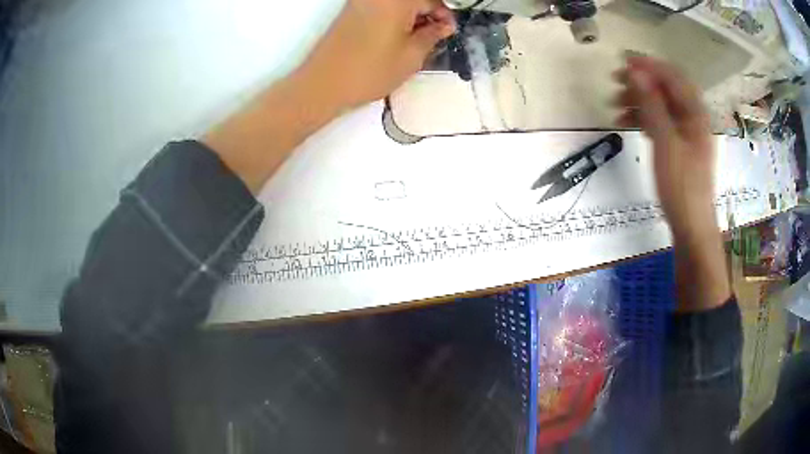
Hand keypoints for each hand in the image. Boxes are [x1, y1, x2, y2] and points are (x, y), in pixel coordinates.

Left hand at [296, 0, 456, 110]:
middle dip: (428, 12)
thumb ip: (432, 35)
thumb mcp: (412, 55)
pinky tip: (397, 35)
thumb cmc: (370, 71)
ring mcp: (361, 0)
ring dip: (412, 14)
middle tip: (434, 35)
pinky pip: (382, 5)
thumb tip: (443, 26)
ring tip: (416, 38)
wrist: (323, 84)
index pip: (432, 0)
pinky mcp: (351, 9)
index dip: (445, 15)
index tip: (447, 31)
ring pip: (397, 3)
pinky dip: (395, 15)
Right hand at [614, 56, 729, 311]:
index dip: (649, 65)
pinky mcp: (680, 146)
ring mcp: (687, 133)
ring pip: (662, 105)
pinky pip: (661, 122)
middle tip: (616, 83)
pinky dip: (644, 119)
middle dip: (642, 83)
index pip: (673, 76)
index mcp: (696, 114)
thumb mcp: (666, 143)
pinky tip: (627, 123)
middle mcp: (693, 118)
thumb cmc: (682, 186)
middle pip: (667, 88)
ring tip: (615, 107)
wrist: (692, 226)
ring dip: (639, 101)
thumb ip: (653, 105)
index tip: (623, 62)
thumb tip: (636, 72)